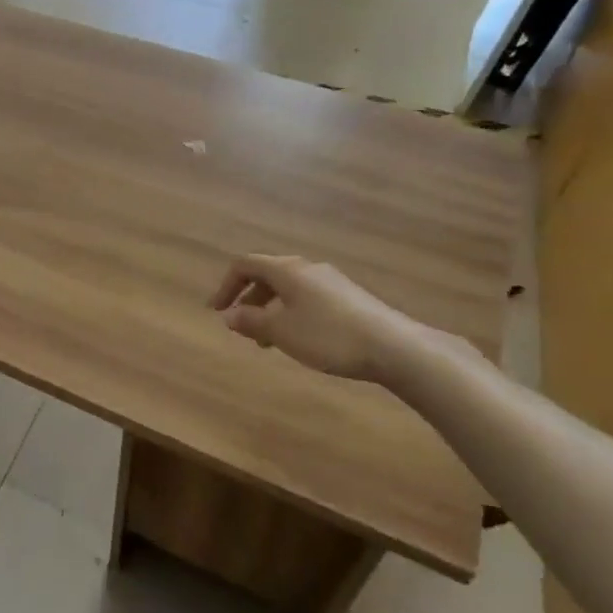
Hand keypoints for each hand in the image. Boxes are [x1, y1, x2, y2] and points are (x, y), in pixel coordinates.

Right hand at [210, 254, 455, 385]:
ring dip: (270, 309)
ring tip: (268, 340)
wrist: (395, 347)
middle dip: (249, 299)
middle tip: (241, 326)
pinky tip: (300, 338)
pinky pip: (307, 297)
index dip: (226, 285)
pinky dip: (291, 312)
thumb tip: (229, 315)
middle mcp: (307, 268)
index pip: (245, 264)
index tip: (216, 311)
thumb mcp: (281, 332)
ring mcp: (331, 281)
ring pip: (289, 288)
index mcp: (286, 270)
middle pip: (267, 274)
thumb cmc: (328, 336)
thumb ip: (251, 321)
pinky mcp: (348, 297)